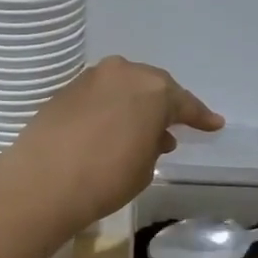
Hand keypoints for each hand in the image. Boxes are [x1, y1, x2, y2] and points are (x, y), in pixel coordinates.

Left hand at [8, 57, 223, 229]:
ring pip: (123, 87)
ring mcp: (90, 79)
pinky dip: (110, 108)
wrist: (43, 182)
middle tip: (176, 123)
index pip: (185, 103)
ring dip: (135, 105)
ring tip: (142, 129)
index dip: (201, 117)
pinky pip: (99, 96)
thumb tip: (151, 135)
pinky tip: (111, 128)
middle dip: (165, 105)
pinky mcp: (65, 91)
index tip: (214, 125)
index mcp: (153, 90)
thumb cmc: (107, 178)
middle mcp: (123, 74)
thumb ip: (153, 145)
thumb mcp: (145, 167)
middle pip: (152, 87)